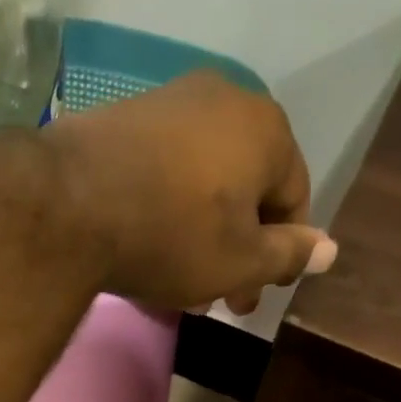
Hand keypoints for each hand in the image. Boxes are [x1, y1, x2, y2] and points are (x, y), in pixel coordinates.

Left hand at [51, 73, 337, 313]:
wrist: (70, 203)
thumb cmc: (174, 236)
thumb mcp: (240, 262)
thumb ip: (289, 255)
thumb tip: (329, 249)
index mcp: (267, 130)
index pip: (294, 199)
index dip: (281, 255)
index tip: (256, 296)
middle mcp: (226, 100)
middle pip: (247, 190)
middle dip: (238, 252)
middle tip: (221, 301)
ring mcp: (172, 102)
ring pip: (205, 183)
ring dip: (203, 237)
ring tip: (183, 285)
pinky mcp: (126, 116)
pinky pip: (166, 171)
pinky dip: (169, 211)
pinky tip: (151, 248)